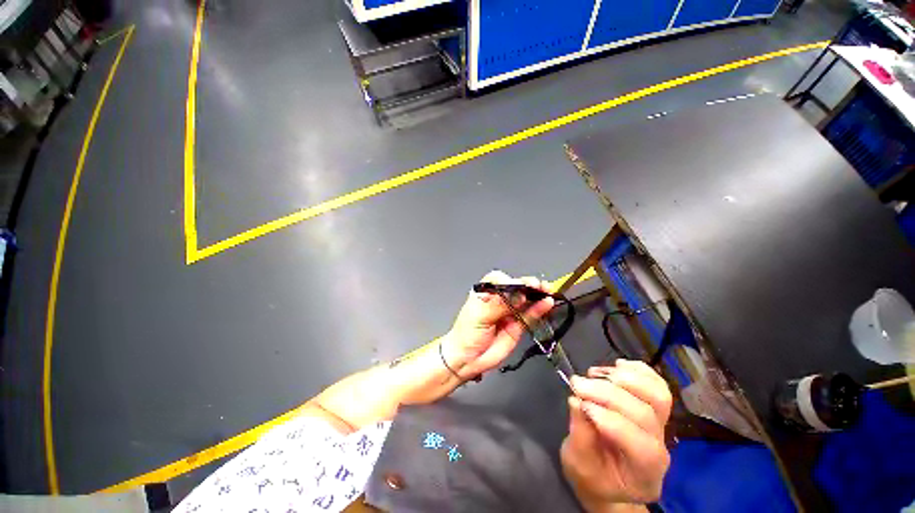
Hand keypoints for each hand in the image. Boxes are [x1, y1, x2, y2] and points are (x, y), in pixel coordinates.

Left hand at [441, 270, 554, 378]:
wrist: (467, 359)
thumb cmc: (466, 333)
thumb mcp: (479, 315)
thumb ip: (498, 304)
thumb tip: (519, 295)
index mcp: (486, 292)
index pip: (501, 280)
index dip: (512, 281)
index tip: (521, 285)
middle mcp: (499, 299)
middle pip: (516, 288)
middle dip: (529, 285)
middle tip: (540, 286)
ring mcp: (509, 312)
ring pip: (526, 300)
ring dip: (537, 295)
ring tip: (548, 292)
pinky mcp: (518, 325)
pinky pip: (530, 314)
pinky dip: (539, 309)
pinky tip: (547, 303)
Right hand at [561, 360, 671, 510]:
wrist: (609, 478)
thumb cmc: (592, 477)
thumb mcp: (577, 465)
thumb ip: (580, 436)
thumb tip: (576, 401)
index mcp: (644, 474)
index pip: (640, 444)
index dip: (610, 419)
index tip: (579, 401)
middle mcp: (660, 449)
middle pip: (645, 414)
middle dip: (607, 393)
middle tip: (577, 383)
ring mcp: (661, 427)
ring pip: (658, 396)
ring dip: (626, 378)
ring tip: (596, 373)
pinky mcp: (655, 410)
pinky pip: (658, 385)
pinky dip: (639, 370)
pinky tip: (617, 365)